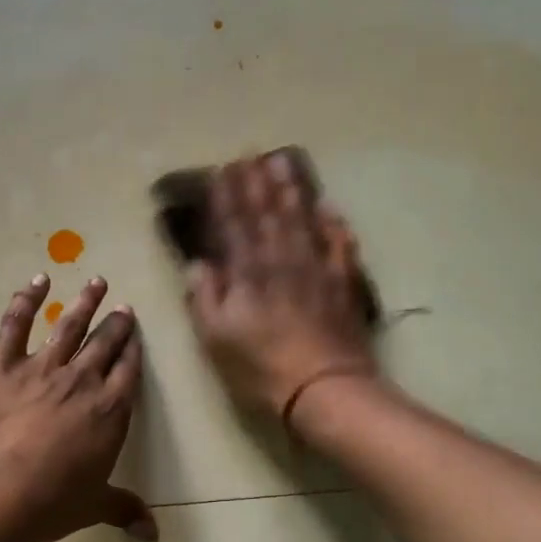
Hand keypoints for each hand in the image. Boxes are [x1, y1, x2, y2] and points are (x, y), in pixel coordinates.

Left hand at [0, 274, 156, 541]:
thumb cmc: (48, 503)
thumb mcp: (92, 507)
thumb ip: (123, 509)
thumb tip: (153, 534)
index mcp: (110, 411)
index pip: (129, 371)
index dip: (134, 350)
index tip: (136, 333)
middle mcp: (82, 381)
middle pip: (105, 343)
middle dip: (116, 323)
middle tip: (123, 307)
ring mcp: (41, 368)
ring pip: (69, 326)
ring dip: (84, 302)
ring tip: (96, 282)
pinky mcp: (2, 365)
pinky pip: (16, 323)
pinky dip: (26, 299)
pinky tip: (37, 281)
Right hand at [184, 150, 376, 423]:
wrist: (324, 387)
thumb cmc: (261, 368)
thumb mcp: (216, 339)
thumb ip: (205, 298)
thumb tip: (198, 264)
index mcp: (248, 273)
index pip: (234, 225)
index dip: (227, 197)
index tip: (221, 170)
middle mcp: (282, 260)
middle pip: (268, 214)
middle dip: (256, 183)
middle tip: (250, 154)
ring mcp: (316, 268)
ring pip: (302, 219)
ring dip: (291, 190)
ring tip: (282, 163)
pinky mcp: (342, 283)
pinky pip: (339, 244)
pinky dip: (333, 224)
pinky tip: (329, 207)